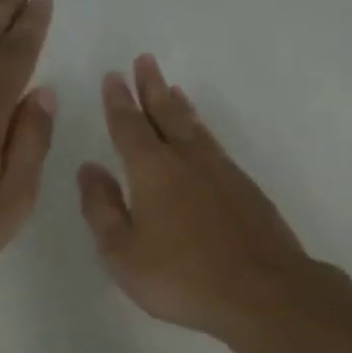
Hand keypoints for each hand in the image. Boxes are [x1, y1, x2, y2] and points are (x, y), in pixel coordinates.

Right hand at [77, 55, 319, 341]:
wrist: (262, 291)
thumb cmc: (182, 276)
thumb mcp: (123, 252)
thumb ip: (101, 209)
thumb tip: (89, 169)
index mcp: (153, 171)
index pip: (129, 127)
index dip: (119, 102)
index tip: (113, 77)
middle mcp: (188, 160)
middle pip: (166, 115)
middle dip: (152, 88)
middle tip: (145, 61)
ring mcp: (223, 172)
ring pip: (196, 128)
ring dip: (180, 106)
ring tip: (173, 89)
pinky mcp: (247, 189)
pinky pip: (217, 146)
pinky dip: (204, 131)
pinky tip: (204, 139)